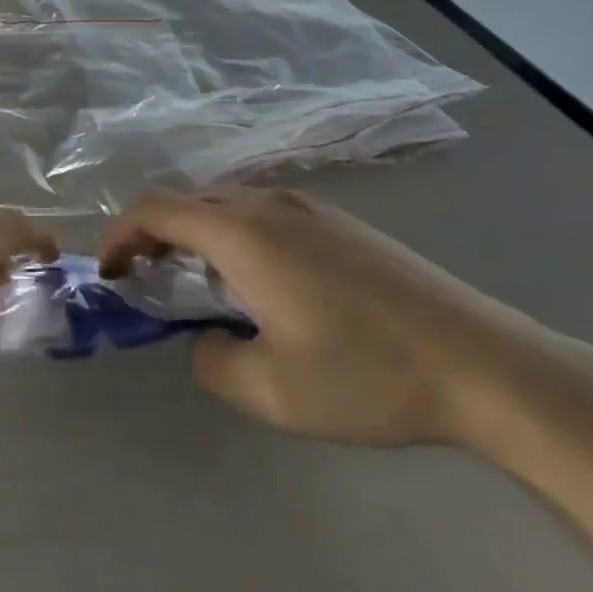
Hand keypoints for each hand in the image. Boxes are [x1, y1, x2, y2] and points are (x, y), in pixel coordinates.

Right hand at [100, 187, 572, 447]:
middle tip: (145, 280)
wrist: (484, 362)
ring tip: (197, 283)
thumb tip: (204, 338)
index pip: (156, 210)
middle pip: (188, 201)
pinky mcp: (341, 224)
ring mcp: (310, 209)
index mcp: (242, 234)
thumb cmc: (367, 374)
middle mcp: (269, 206)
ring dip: (195, 234)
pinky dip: (234, 235)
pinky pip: (263, 214)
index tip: (108, 272)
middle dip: (153, 234)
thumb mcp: (270, 390)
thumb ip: (211, 361)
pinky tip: (259, 282)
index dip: (119, 235)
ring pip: (227, 205)